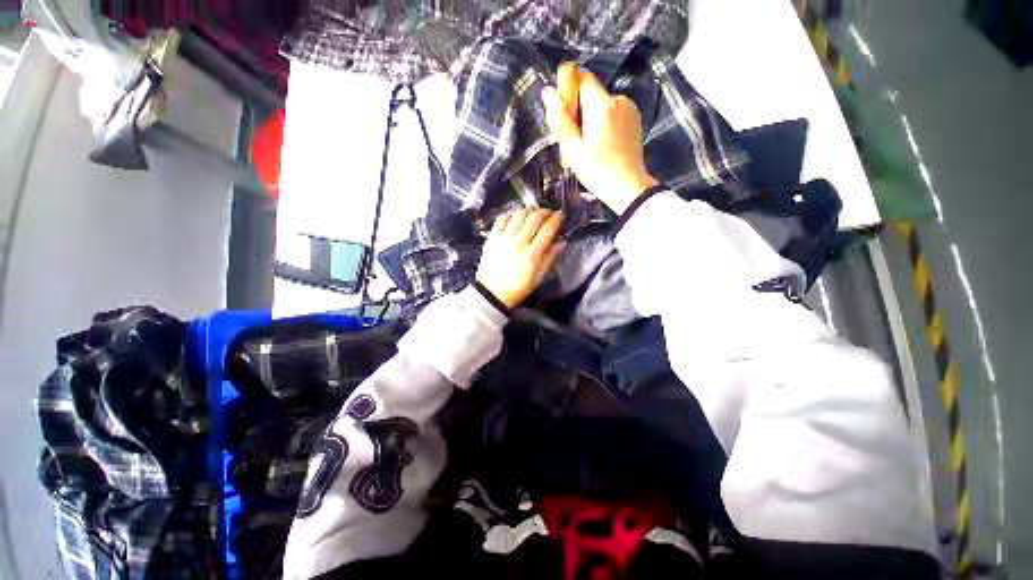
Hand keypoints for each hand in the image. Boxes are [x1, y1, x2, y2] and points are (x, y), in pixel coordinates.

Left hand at [475, 209, 564, 308]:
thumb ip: (550, 257)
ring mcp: (503, 239)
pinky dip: (511, 214)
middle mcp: (518, 243)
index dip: (556, 219)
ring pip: (518, 214)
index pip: (547, 230)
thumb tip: (562, 242)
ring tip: (532, 214)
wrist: (492, 293)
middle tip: (548, 214)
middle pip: (534, 218)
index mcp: (532, 255)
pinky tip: (516, 217)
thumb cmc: (518, 288)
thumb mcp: (538, 277)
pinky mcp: (492, 238)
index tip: (560, 216)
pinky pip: (502, 219)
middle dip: (544, 212)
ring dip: (528, 210)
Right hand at [543, 63, 658, 214]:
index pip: (582, 78)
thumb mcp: (572, 149)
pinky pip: (612, 113)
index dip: (569, 92)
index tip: (565, 115)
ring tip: (590, 147)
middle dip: (579, 112)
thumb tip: (548, 92)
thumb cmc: (597, 171)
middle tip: (576, 141)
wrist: (627, 187)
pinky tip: (603, 146)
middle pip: (590, 94)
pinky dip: (604, 124)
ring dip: (591, 120)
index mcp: (602, 105)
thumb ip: (560, 119)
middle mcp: (619, 100)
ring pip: (601, 105)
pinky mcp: (634, 119)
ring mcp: (629, 109)